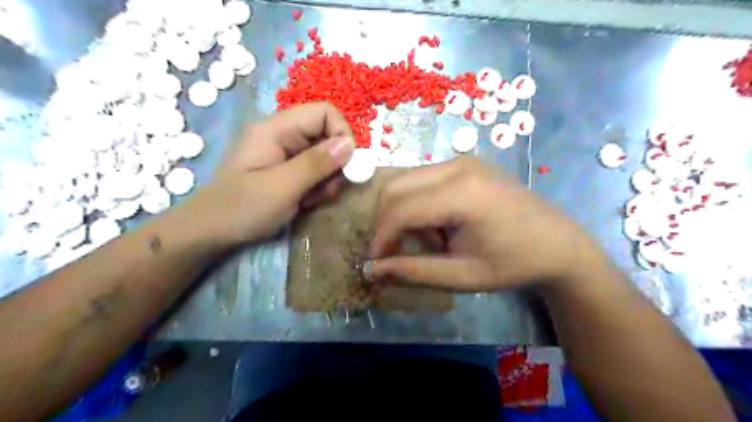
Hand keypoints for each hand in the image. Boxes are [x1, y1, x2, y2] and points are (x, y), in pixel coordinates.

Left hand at [184, 102, 355, 245]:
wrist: (211, 231)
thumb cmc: (242, 208)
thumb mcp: (282, 187)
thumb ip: (316, 164)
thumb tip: (350, 144)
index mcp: (276, 128)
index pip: (324, 112)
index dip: (342, 133)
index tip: (348, 165)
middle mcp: (283, 134)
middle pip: (327, 134)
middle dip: (336, 163)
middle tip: (328, 190)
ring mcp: (284, 152)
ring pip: (325, 154)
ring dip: (328, 178)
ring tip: (313, 199)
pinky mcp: (287, 168)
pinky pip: (315, 169)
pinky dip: (319, 185)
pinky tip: (306, 201)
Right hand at [370, 156, 602, 291]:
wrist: (559, 243)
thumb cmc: (514, 263)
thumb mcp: (462, 276)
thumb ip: (414, 271)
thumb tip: (372, 270)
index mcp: (463, 194)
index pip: (401, 209)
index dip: (381, 237)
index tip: (376, 262)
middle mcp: (458, 166)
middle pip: (396, 186)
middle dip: (386, 221)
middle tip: (394, 250)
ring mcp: (462, 160)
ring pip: (406, 179)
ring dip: (401, 211)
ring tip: (423, 239)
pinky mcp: (465, 162)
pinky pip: (422, 178)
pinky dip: (416, 201)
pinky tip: (436, 223)